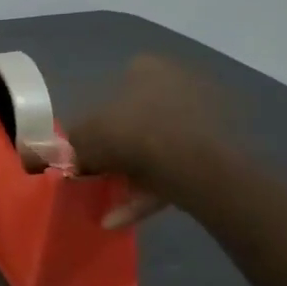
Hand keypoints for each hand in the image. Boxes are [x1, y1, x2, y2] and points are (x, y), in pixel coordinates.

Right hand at [67, 55, 233, 227]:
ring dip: (135, 175)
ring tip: (109, 205)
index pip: (116, 88)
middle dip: (120, 149)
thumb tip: (66, 155)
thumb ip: (72, 144)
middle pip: (140, 119)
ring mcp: (205, 116)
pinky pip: (177, 170)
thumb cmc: (131, 134)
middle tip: (101, 173)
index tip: (90, 145)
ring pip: (159, 148)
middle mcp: (180, 83)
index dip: (99, 119)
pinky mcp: (220, 149)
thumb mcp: (84, 138)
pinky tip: (122, 217)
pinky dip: (151, 192)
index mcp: (148, 68)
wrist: (193, 165)